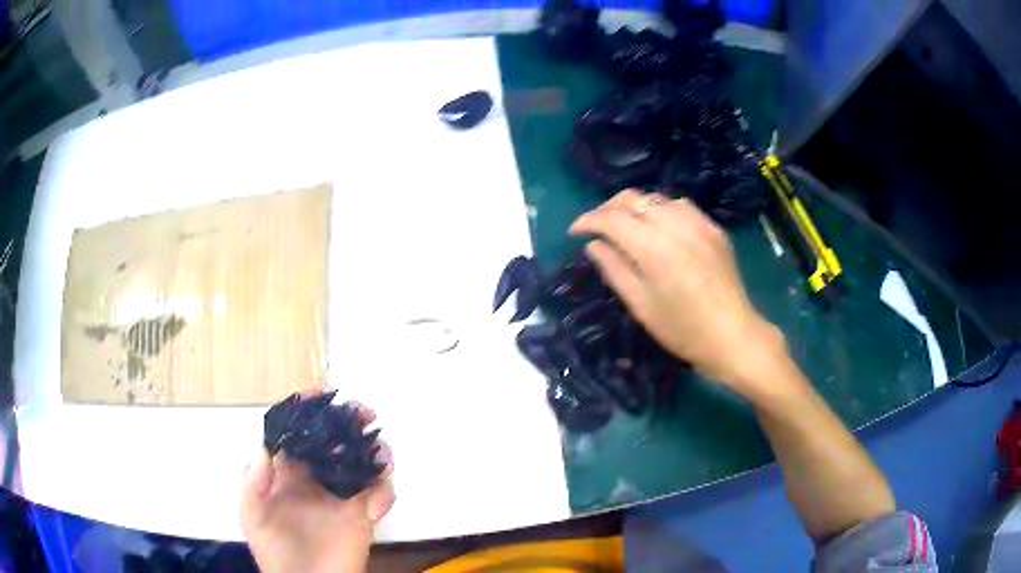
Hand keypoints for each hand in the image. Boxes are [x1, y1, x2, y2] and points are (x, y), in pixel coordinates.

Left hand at [241, 402, 393, 572]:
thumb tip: (266, 444)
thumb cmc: (274, 551)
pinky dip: (385, 493)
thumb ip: (254, 481)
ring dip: (376, 451)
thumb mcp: (252, 515)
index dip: (307, 411)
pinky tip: (374, 509)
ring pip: (363, 462)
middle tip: (362, 414)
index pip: (298, 434)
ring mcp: (342, 496)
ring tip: (379, 453)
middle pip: (335, 440)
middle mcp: (316, 478)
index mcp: (287, 474)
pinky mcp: (364, 515)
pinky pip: (381, 494)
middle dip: (350, 422)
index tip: (319, 393)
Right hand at [570, 189, 794, 400]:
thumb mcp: (641, 305)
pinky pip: (682, 206)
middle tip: (597, 227)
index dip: (588, 220)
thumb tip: (593, 245)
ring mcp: (699, 224)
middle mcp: (676, 226)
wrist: (732, 336)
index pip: (612, 218)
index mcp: (654, 249)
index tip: (575, 232)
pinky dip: (663, 210)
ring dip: (636, 206)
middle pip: (633, 198)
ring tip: (628, 226)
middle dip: (609, 208)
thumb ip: (614, 269)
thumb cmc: (682, 330)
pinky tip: (661, 228)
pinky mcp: (714, 229)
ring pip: (657, 197)